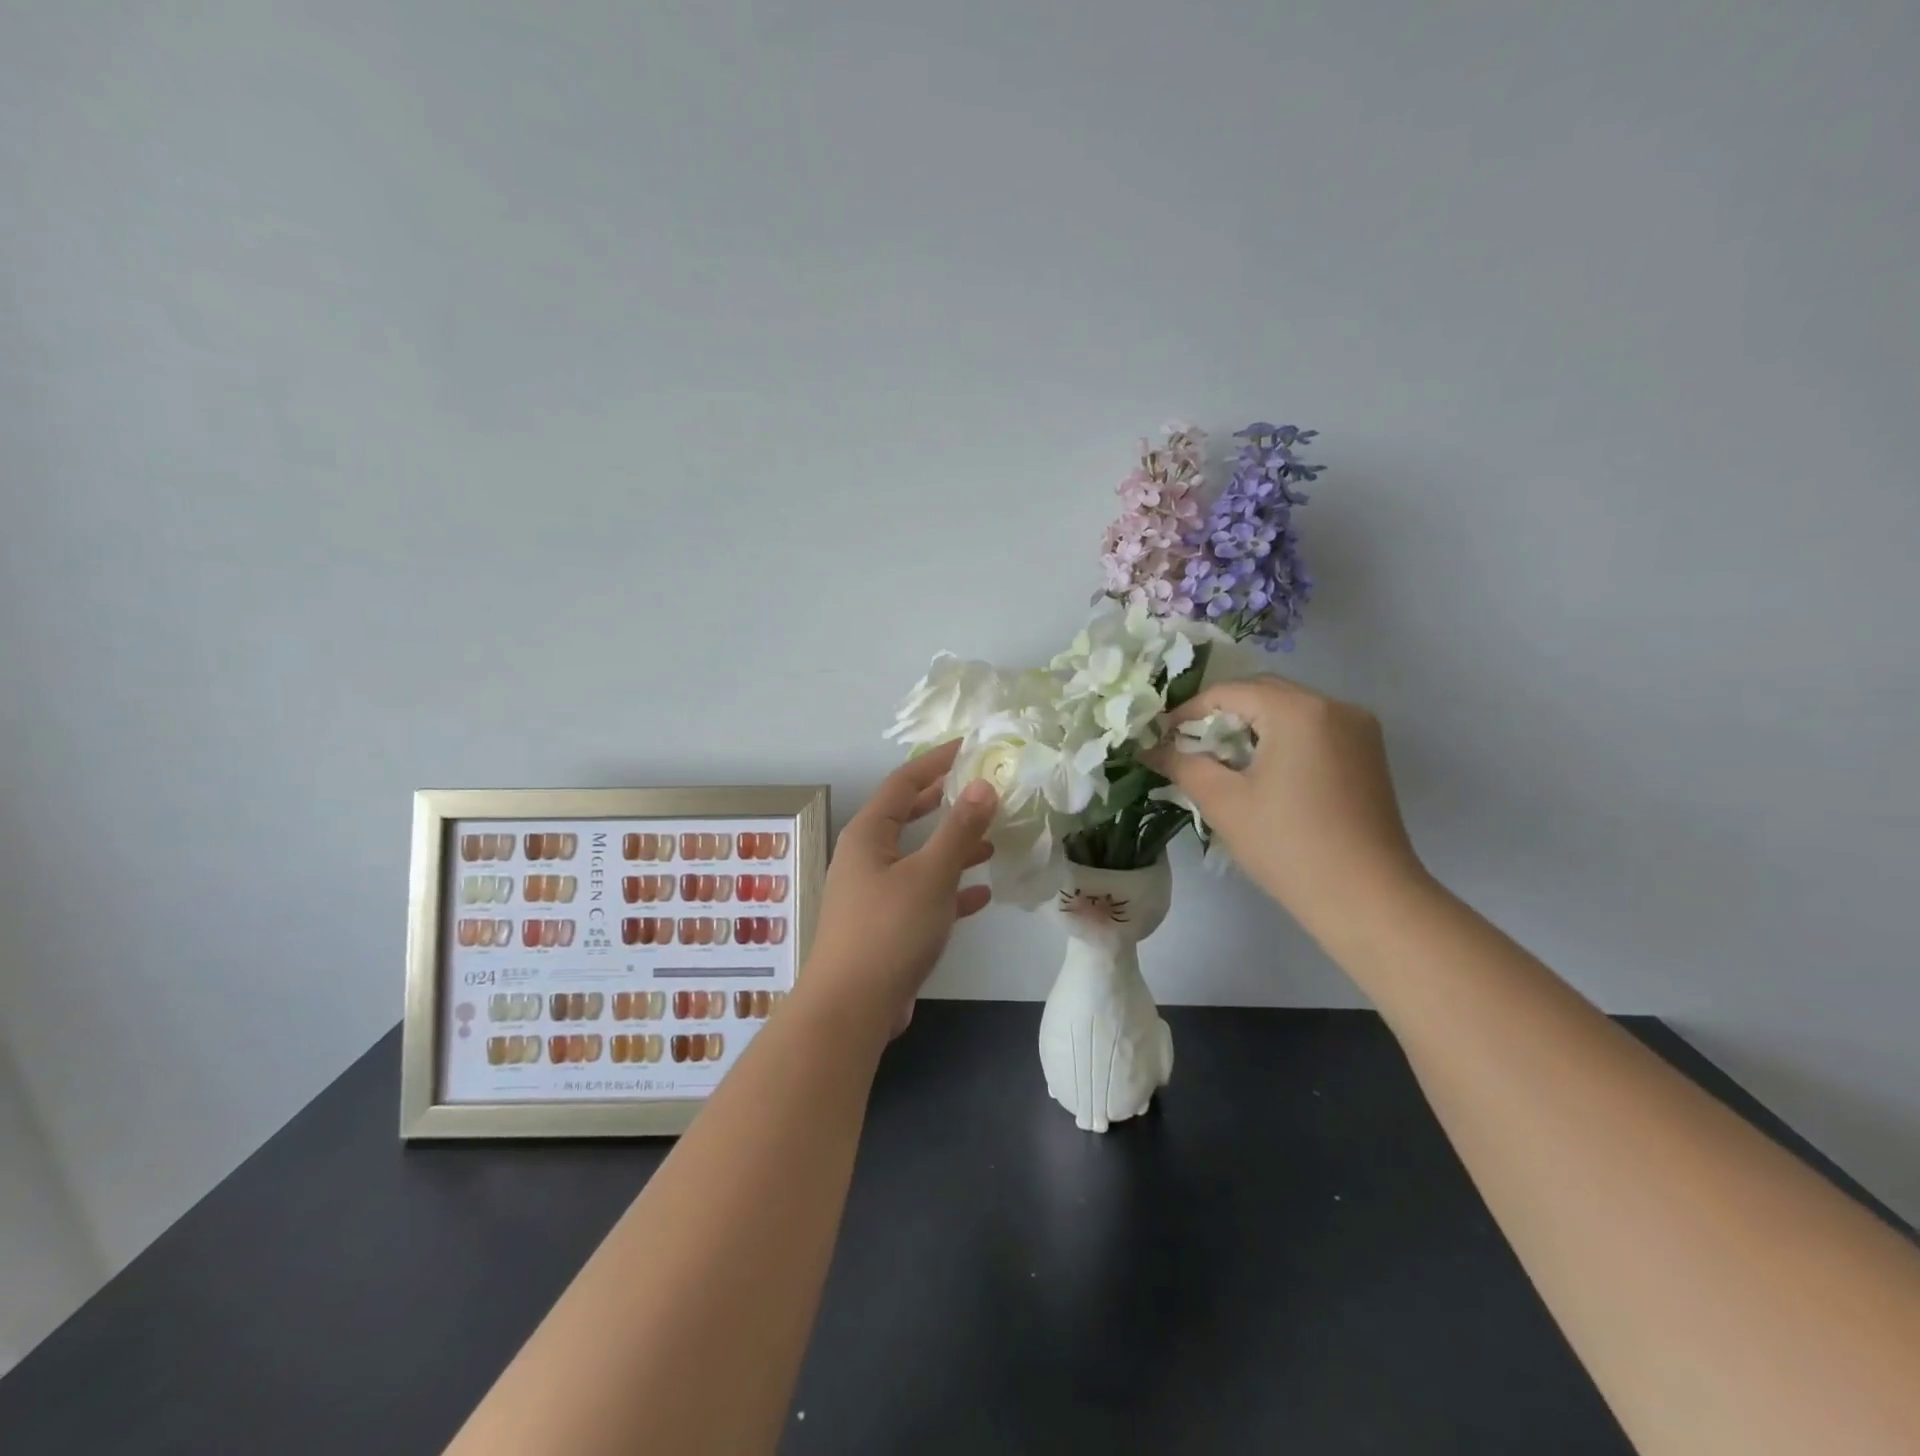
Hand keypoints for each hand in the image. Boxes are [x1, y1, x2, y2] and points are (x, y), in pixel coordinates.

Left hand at [802, 740, 997, 1034]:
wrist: (851, 1009)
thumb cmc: (889, 930)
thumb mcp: (930, 875)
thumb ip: (959, 829)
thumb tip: (983, 785)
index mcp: (868, 835)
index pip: (903, 783)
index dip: (936, 762)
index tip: (968, 747)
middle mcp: (866, 857)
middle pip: (908, 816)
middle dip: (945, 802)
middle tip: (981, 788)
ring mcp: (874, 893)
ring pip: (918, 857)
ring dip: (952, 847)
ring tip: (991, 839)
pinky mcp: (885, 925)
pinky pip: (922, 894)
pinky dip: (949, 889)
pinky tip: (981, 893)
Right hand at [1145, 677, 1425, 940]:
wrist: (1367, 898)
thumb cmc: (1288, 845)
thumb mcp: (1223, 802)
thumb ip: (1182, 764)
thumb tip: (1149, 748)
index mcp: (1298, 710)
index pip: (1229, 692)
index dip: (1188, 712)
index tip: (1161, 739)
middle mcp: (1334, 706)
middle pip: (1263, 693)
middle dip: (1221, 716)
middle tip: (1189, 748)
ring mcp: (1359, 729)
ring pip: (1289, 710)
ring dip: (1251, 727)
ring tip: (1222, 762)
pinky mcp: (1368, 754)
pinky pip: (1313, 729)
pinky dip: (1281, 739)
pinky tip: (1263, 773)